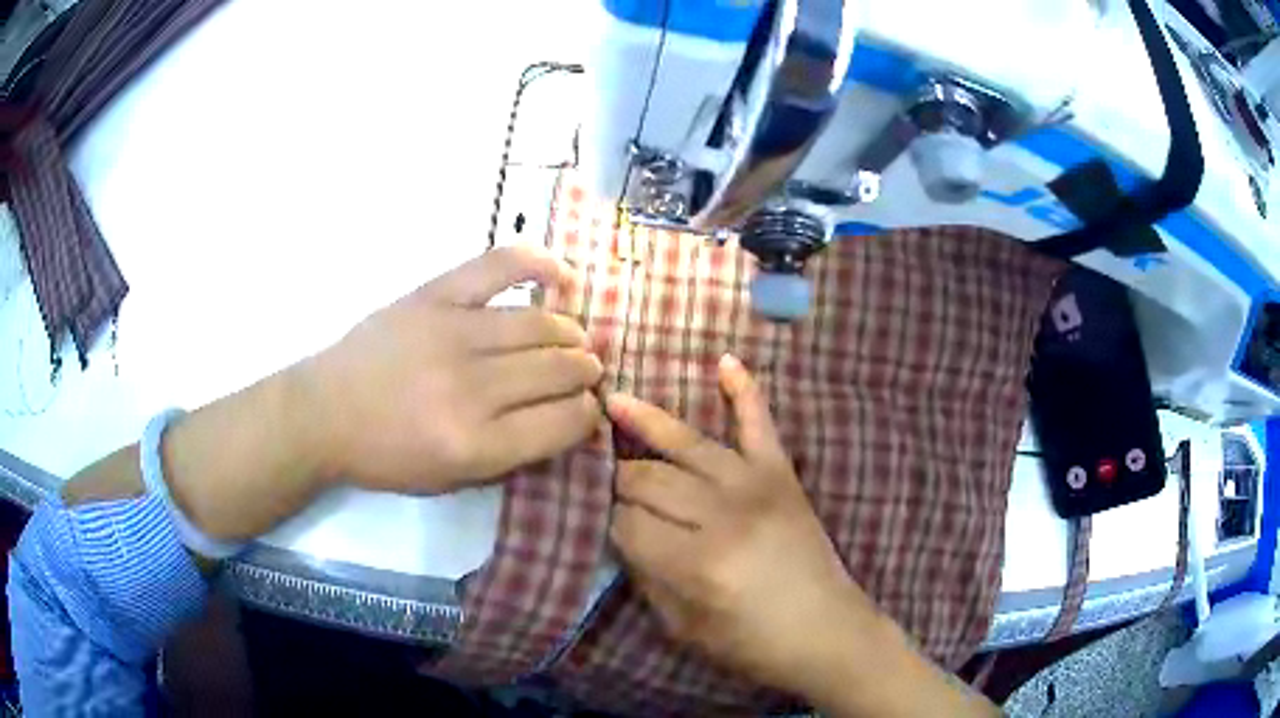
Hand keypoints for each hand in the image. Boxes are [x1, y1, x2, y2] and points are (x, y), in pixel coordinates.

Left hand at [303, 245, 603, 494]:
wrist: (324, 412)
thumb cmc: (386, 456)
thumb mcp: (451, 481)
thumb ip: (512, 456)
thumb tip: (567, 421)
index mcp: (476, 445)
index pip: (564, 422)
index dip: (588, 415)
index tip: (588, 410)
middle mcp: (471, 389)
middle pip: (558, 371)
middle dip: (585, 373)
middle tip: (586, 373)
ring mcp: (452, 333)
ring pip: (540, 325)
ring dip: (570, 334)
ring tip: (573, 339)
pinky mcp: (434, 296)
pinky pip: (498, 267)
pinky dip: (538, 264)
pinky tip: (562, 276)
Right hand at [605, 355, 878, 697]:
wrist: (828, 631)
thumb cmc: (754, 644)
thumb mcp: (684, 629)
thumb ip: (647, 579)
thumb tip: (621, 535)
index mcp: (695, 564)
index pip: (627, 524)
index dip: (609, 523)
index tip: (606, 526)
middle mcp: (722, 515)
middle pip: (648, 480)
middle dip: (618, 480)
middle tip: (607, 482)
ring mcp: (756, 486)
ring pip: (686, 444)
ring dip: (645, 422)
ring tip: (613, 402)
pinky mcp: (783, 475)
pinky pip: (760, 423)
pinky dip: (744, 390)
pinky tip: (724, 360)